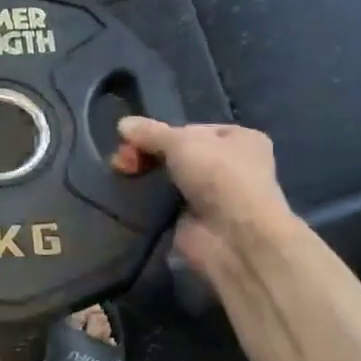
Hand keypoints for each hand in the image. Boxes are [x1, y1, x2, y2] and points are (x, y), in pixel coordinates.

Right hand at [113, 118, 297, 280]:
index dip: (162, 132)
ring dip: (146, 175)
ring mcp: (212, 195)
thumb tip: (122, 123)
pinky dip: (149, 200)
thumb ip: (150, 133)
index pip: (191, 129)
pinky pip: (165, 203)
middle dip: (148, 153)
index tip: (136, 139)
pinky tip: (129, 195)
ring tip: (121, 173)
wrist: (233, 237)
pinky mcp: (194, 220)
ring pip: (170, 178)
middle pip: (178, 153)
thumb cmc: (218, 176)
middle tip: (121, 159)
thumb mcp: (182, 142)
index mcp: (239, 139)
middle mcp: (230, 165)